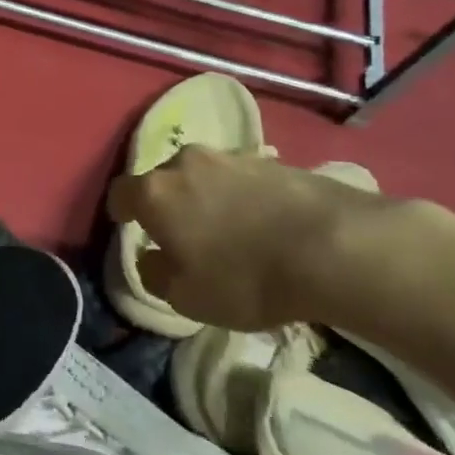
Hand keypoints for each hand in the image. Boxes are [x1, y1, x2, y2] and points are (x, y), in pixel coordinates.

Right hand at [106, 144, 383, 329]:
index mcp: (155, 192)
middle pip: (164, 180)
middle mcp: (186, 163)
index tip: (131, 229)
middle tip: (183, 234)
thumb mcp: (187, 297)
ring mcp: (231, 157)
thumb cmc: (245, 276)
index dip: (122, 213)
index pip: (120, 193)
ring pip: (204, 176)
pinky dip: (243, 197)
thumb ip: (155, 275)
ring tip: (229, 229)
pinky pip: (242, 179)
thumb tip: (153, 259)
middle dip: (168, 203)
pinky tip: (264, 224)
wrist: (334, 247)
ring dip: (207, 197)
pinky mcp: (273, 161)